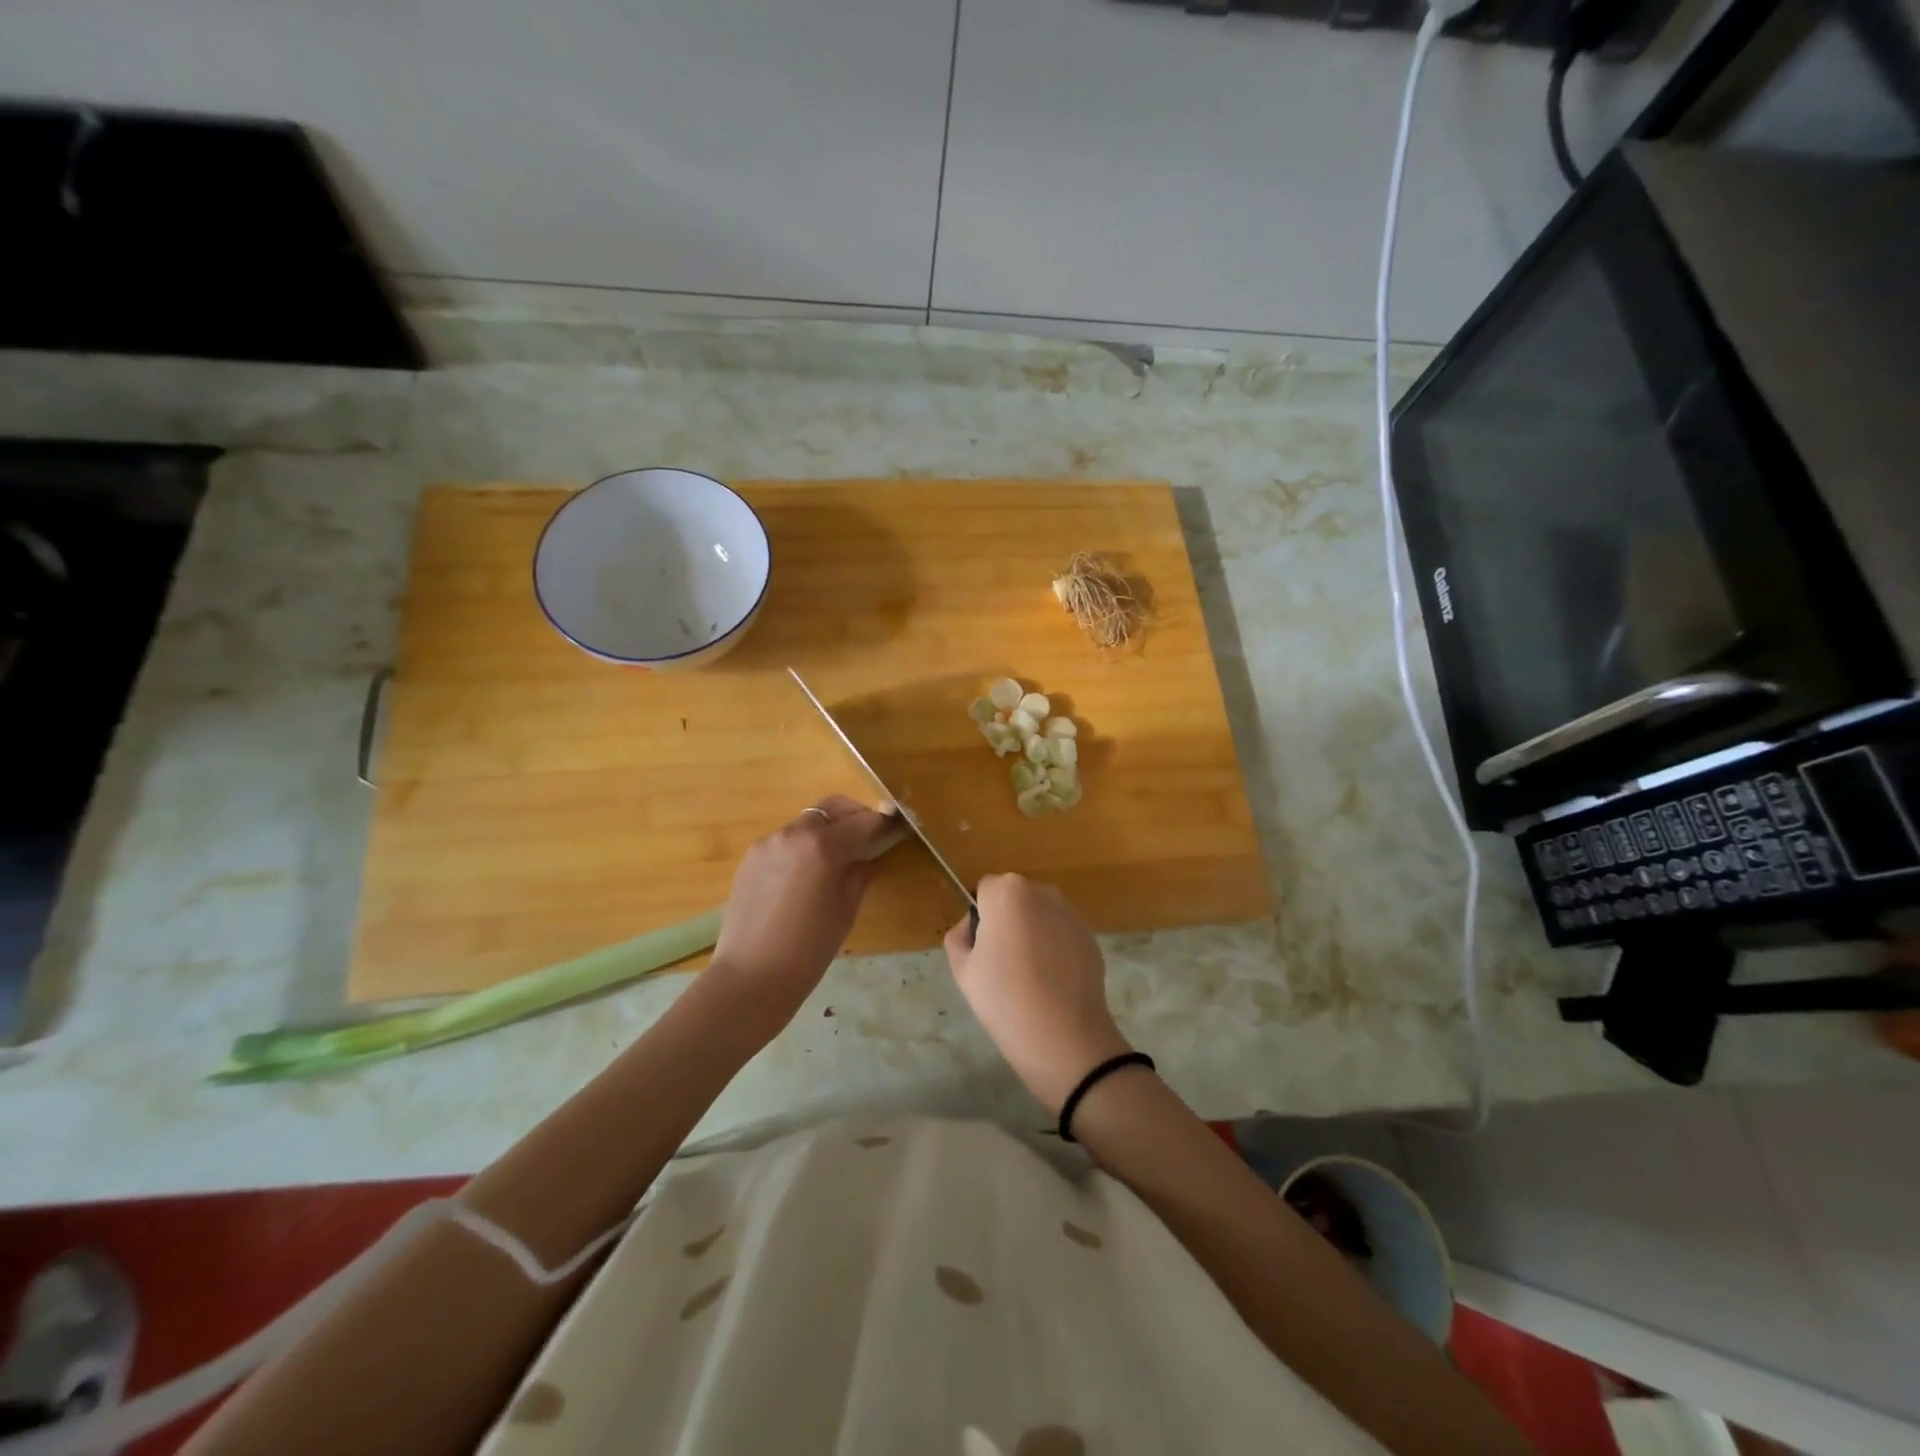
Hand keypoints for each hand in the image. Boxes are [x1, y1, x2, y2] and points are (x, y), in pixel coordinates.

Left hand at [708, 795, 893, 1029]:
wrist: (751, 977)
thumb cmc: (809, 949)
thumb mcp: (846, 910)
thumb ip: (858, 875)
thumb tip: (864, 859)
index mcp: (823, 846)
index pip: (863, 822)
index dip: (882, 824)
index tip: (894, 828)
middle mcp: (794, 833)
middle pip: (831, 809)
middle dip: (853, 816)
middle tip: (867, 836)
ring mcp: (768, 843)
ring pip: (806, 823)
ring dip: (825, 831)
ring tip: (834, 859)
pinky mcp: (750, 857)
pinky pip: (784, 840)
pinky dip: (801, 846)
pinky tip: (805, 874)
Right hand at [944, 874, 1130, 1111]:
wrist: (1063, 1036)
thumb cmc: (1004, 997)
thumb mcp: (962, 969)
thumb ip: (959, 937)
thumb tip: (973, 929)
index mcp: (1007, 892)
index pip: (983, 891)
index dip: (978, 919)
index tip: (980, 950)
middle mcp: (1042, 892)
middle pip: (1013, 899)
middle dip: (1006, 921)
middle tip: (1001, 964)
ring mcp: (1070, 914)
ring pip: (1039, 915)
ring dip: (1031, 932)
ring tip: (1029, 976)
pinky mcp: (1090, 937)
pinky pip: (1061, 934)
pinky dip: (1054, 948)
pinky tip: (1051, 983)